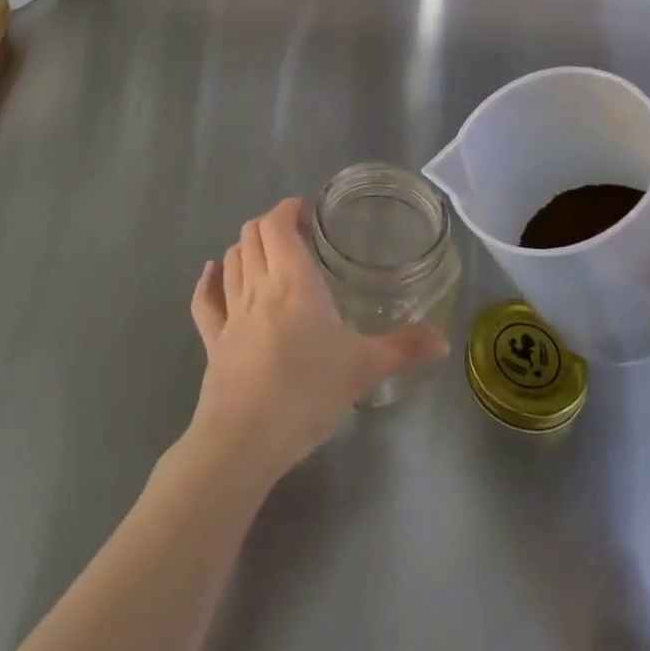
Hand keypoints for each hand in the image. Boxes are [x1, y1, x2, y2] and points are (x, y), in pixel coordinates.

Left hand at [187, 198, 448, 487]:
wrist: (244, 441)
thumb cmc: (307, 391)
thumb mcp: (363, 367)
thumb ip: (403, 349)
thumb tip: (443, 341)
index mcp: (293, 279)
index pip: (278, 224)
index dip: (288, 210)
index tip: (306, 213)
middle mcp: (259, 285)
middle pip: (252, 235)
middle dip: (271, 225)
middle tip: (296, 236)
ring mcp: (231, 313)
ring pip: (231, 260)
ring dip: (245, 247)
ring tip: (266, 254)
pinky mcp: (213, 342)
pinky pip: (205, 301)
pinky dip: (209, 280)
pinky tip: (212, 272)